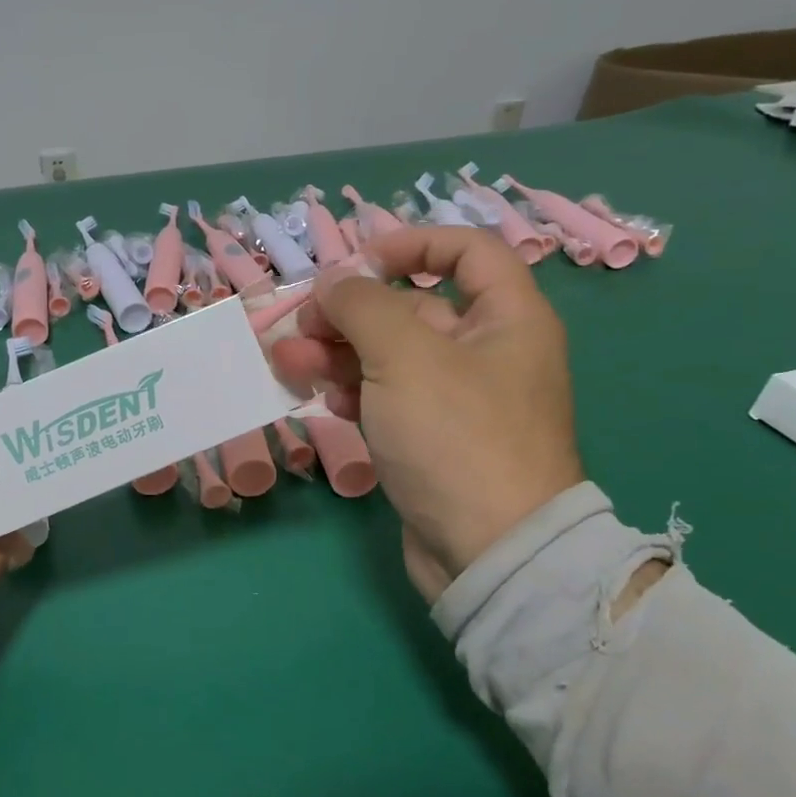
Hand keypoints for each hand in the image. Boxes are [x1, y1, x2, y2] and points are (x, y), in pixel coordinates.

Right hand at [271, 227, 583, 599]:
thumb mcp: (405, 356)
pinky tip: (319, 395)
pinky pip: (385, 396)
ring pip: (388, 356)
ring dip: (337, 352)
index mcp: (507, 318)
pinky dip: (351, 389)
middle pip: (412, 308)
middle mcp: (486, 352)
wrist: (488, 552)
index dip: (412, 244)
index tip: (358, 261)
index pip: (467, 251)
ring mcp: (455, 399)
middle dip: (351, 312)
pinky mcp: (428, 438)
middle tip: (302, 325)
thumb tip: (332, 282)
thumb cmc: (456, 436)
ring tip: (288, 361)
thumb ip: (362, 306)